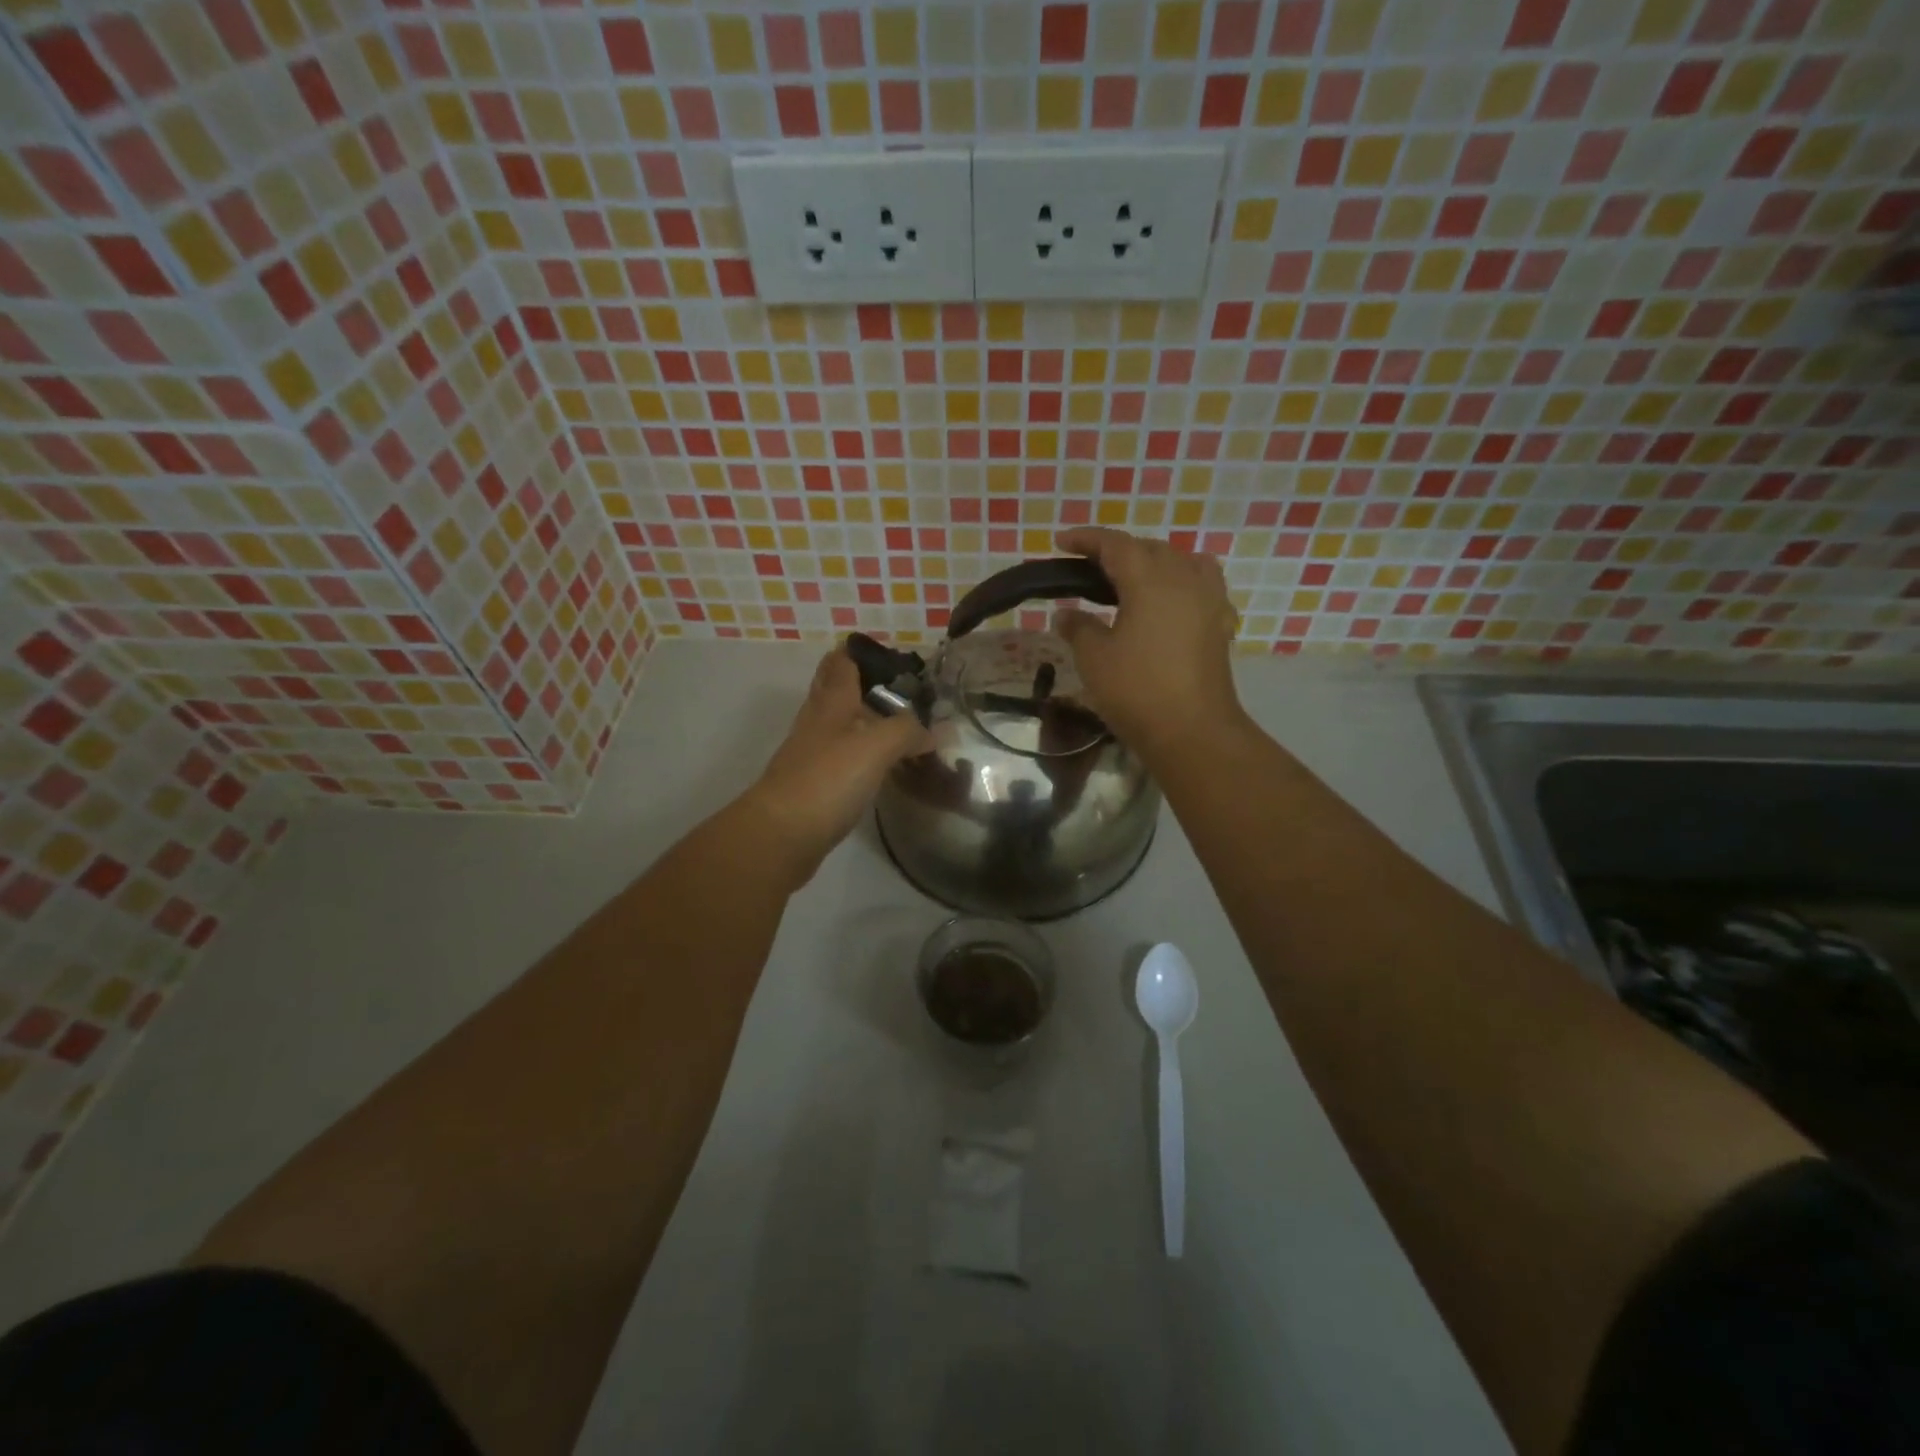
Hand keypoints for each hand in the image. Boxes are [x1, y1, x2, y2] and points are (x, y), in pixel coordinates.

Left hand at [743, 648, 932, 879]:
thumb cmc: (828, 778)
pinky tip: (877, 765)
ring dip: (862, 719)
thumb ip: (908, 731)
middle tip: (899, 689)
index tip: (889, 653)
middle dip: (860, 683)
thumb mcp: (876, 746)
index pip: (841, 663)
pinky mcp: (812, 784)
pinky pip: (840, 757)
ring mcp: (811, 754)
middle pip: (834, 690)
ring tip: (897, 725)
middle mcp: (817, 722)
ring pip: (837, 724)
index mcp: (831, 703)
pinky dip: (859, 753)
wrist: (782, 833)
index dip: (859, 652)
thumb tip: (935, 730)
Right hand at [1052, 528, 1243, 757]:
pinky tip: (1168, 602)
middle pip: (1149, 548)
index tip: (1061, 542)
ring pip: (1180, 562)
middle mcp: (1183, 578)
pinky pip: (1201, 584)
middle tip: (1088, 566)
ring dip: (1152, 562)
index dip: (1086, 539)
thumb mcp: (1094, 658)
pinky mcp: (1220, 623)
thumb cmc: (1137, 690)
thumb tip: (1066, 614)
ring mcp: (1208, 599)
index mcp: (1149, 579)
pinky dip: (1180, 581)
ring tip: (1130, 580)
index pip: (1115, 544)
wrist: (1193, 731)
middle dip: (1118, 550)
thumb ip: (1078, 627)